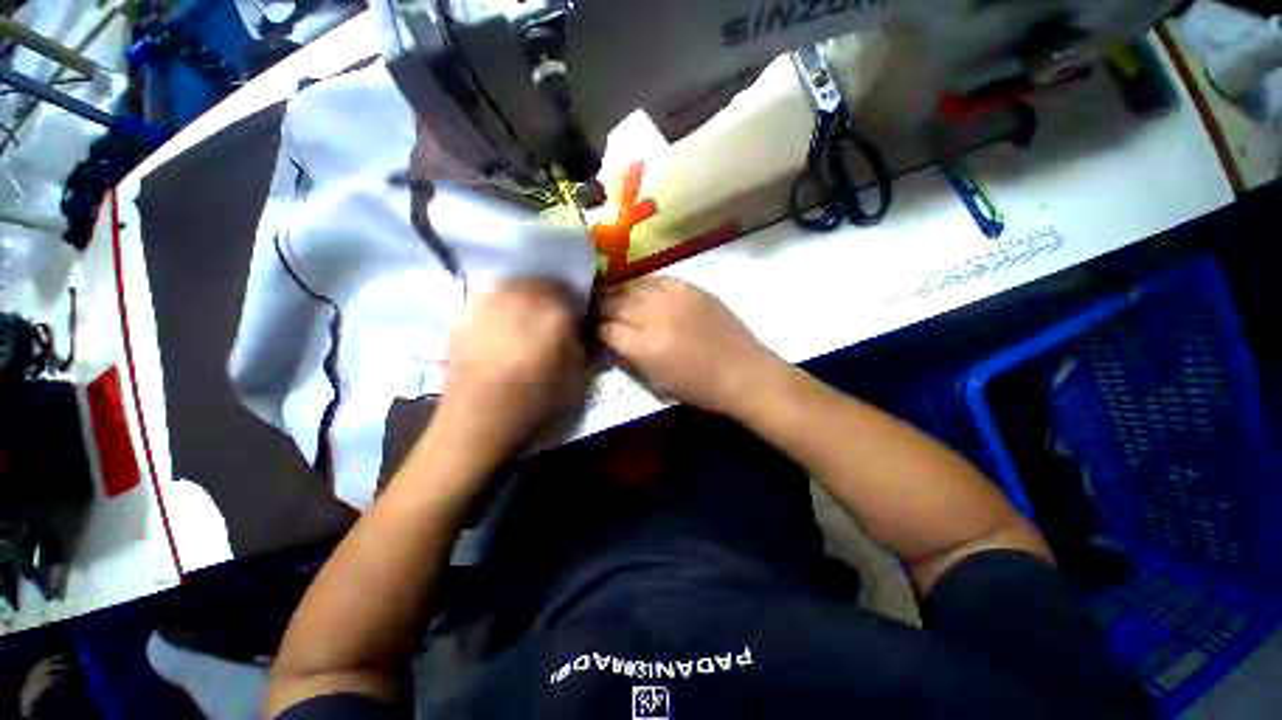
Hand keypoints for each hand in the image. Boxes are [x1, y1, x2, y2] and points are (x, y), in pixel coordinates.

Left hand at [437, 280, 585, 461]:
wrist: (481, 417)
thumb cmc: (537, 399)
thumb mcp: (577, 377)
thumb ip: (584, 346)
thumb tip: (582, 330)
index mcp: (555, 310)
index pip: (572, 292)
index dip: (575, 305)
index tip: (575, 319)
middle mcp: (522, 296)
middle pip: (542, 283)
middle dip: (551, 297)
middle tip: (551, 319)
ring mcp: (490, 301)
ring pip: (515, 287)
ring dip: (525, 299)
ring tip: (524, 324)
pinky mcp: (466, 313)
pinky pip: (492, 300)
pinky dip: (501, 308)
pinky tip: (501, 331)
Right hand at [599, 277, 781, 415]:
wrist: (743, 373)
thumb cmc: (699, 388)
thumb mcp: (656, 382)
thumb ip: (627, 357)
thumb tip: (607, 338)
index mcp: (646, 348)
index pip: (606, 329)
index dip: (595, 328)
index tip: (591, 328)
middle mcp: (656, 317)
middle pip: (614, 302)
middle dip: (599, 305)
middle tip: (592, 307)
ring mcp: (675, 298)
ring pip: (633, 285)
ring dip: (618, 291)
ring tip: (611, 295)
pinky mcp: (692, 288)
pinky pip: (658, 279)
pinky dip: (643, 284)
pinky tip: (639, 289)